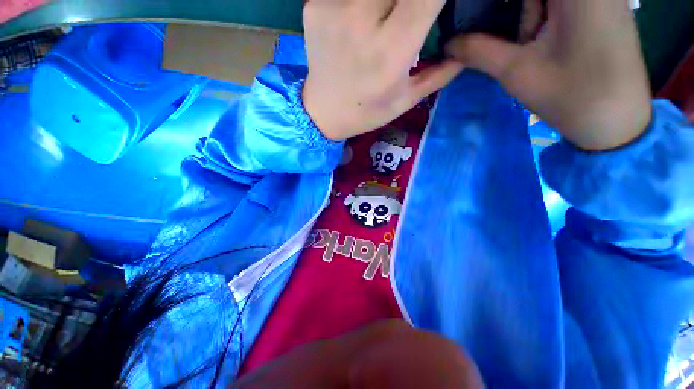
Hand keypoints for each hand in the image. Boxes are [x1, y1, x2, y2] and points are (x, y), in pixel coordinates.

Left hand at [302, 0, 463, 140]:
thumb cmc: (366, 111)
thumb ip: (441, 72)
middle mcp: (363, 22)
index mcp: (392, 50)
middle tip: (405, 16)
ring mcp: (334, 8)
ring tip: (383, 19)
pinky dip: (359, 1)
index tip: (434, 6)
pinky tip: (358, 16)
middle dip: (408, 1)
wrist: (323, 112)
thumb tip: (466, 49)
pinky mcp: (315, 5)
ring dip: (384, 1)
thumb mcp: (406, 100)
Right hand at [446, 0, 651, 150]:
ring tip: (529, 41)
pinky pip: (563, 3)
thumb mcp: (516, 72)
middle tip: (515, 38)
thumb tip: (448, 44)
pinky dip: (544, 14)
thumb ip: (479, 51)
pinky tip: (542, 36)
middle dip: (515, 10)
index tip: (480, 16)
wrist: (618, 122)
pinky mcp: (606, 7)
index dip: (498, 5)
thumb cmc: (571, 95)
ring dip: (530, 11)